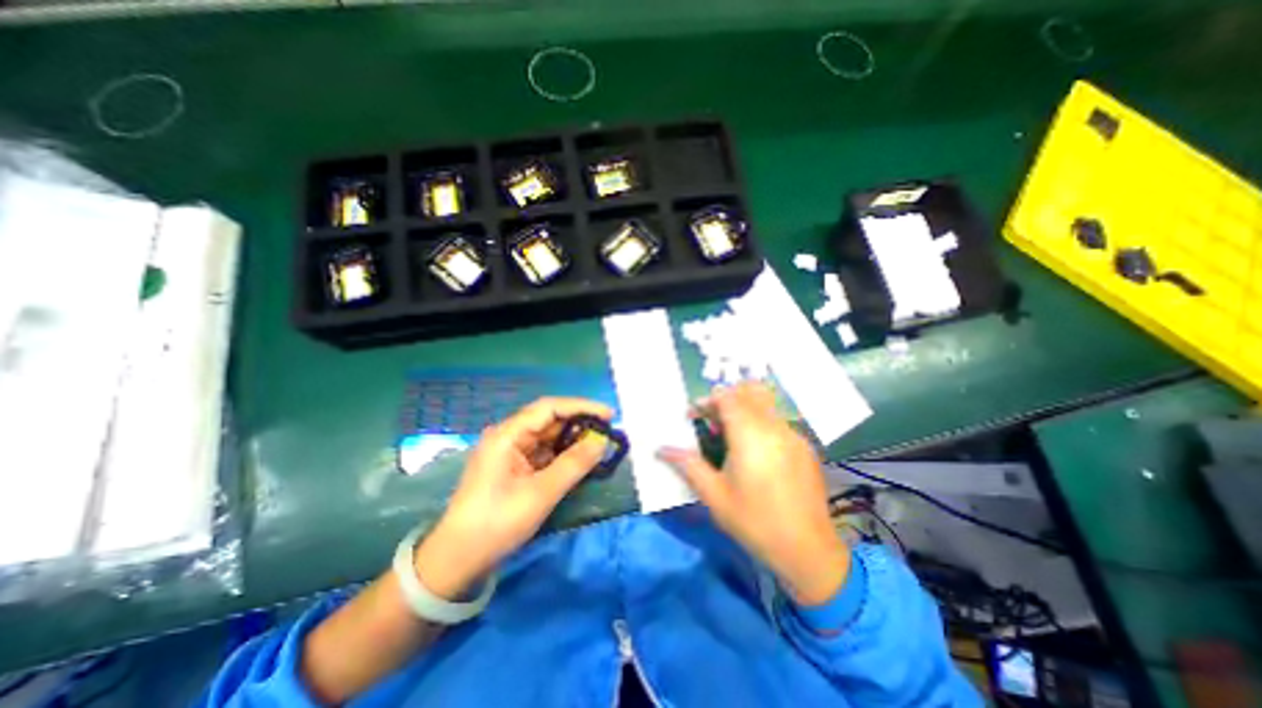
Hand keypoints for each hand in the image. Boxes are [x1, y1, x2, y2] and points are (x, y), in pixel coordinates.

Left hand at [414, 396, 609, 598]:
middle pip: (549, 420)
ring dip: (573, 440)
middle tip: (608, 433)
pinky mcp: (513, 468)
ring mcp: (510, 452)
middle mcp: (508, 437)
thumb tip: (601, 441)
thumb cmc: (497, 523)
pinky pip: (543, 453)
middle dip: (579, 424)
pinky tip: (579, 461)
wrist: (457, 561)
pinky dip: (563, 455)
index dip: (581, 407)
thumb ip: (574, 464)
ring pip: (548, 437)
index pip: (549, 408)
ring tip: (599, 446)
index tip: (609, 415)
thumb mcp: (541, 493)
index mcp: (507, 435)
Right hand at [662, 383, 846, 606]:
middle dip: (725, 399)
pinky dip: (760, 422)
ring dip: (744, 408)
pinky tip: (754, 451)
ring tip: (730, 434)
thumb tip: (661, 449)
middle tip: (711, 420)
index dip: (707, 400)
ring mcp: (793, 435)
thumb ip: (687, 465)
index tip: (693, 416)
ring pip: (765, 403)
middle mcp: (774, 427)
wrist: (808, 550)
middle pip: (748, 392)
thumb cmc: (754, 522)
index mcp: (750, 435)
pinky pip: (778, 420)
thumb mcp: (714, 495)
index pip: (727, 397)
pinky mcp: (805, 446)